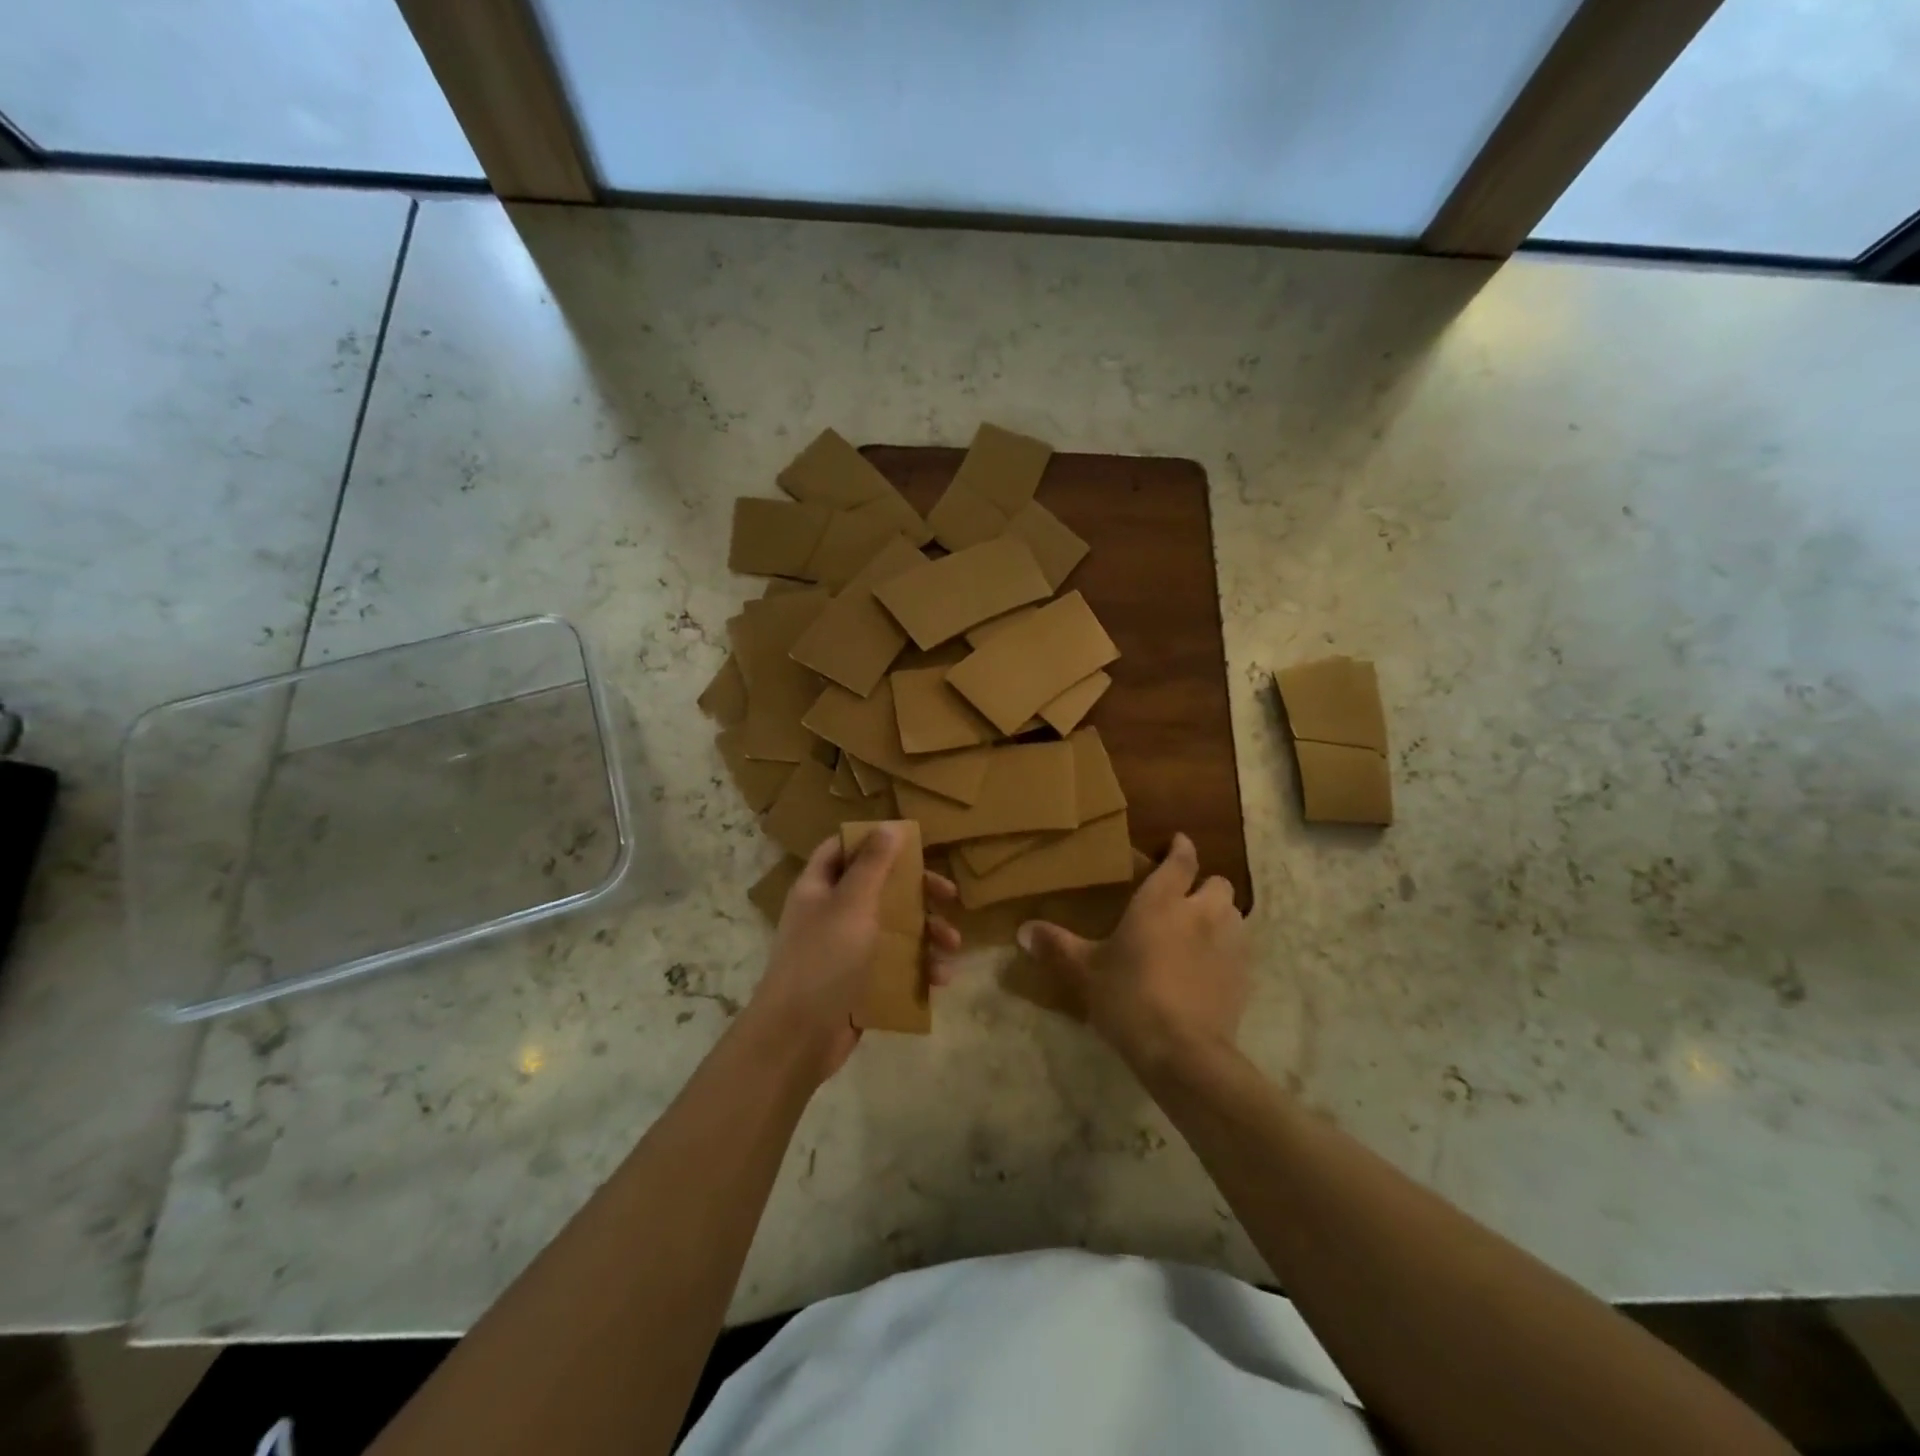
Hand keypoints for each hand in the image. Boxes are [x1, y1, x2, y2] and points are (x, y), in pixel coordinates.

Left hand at [750, 828, 962, 1082]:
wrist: (797, 1038)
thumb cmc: (823, 959)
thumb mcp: (852, 904)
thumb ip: (873, 864)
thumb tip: (889, 826)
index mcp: (819, 888)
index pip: (843, 849)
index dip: (873, 842)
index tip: (912, 844)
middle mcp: (831, 914)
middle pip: (879, 889)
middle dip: (917, 893)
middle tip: (950, 896)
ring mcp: (845, 951)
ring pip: (893, 930)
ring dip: (926, 934)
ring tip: (953, 946)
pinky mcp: (858, 984)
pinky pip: (894, 966)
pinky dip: (918, 968)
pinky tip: (941, 978)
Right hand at [1016, 833, 1247, 1075]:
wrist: (1182, 1052)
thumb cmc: (1129, 998)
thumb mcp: (1085, 972)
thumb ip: (1057, 946)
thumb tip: (1022, 931)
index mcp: (1162, 902)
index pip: (1181, 860)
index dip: (1180, 848)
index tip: (1177, 843)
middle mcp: (1201, 912)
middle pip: (1216, 883)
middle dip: (1203, 887)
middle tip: (1182, 903)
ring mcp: (1229, 943)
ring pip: (1233, 914)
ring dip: (1218, 917)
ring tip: (1197, 935)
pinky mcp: (1244, 975)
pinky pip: (1240, 949)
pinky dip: (1227, 951)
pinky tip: (1207, 970)